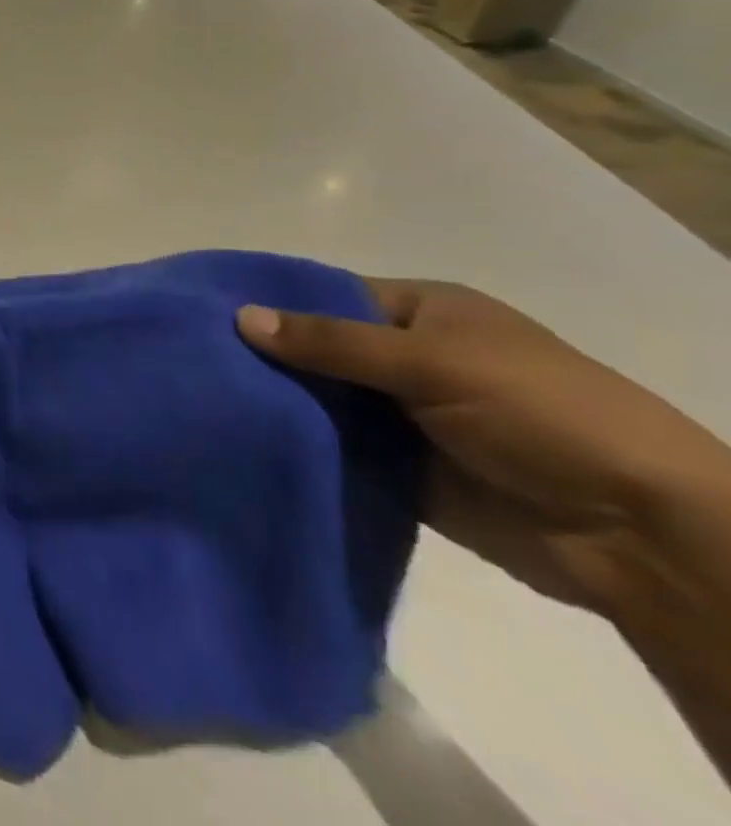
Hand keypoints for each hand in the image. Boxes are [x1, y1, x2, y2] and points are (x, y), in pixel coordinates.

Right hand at [236, 281, 730, 619]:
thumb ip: (332, 341)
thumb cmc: (541, 413)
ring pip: (320, 399)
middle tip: (189, 354)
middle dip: (263, 353)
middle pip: (316, 347)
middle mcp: (405, 357)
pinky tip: (241, 436)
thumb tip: (240, 316)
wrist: (640, 534)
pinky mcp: (399, 468)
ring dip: (276, 401)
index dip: (270, 299)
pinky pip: (334, 448)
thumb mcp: (433, 361)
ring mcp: (401, 414)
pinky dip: (298, 444)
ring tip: (201, 394)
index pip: (325, 294)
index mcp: (421, 313)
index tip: (202, 306)